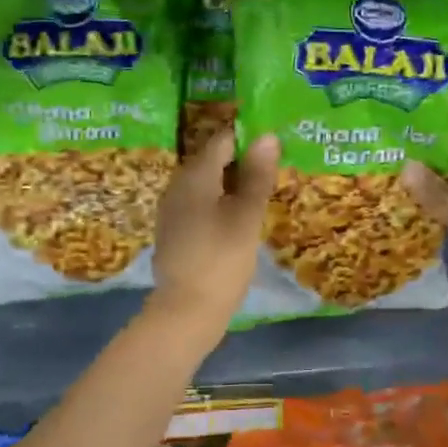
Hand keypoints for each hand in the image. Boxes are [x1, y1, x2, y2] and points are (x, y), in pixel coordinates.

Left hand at [148, 130, 279, 331]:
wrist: (186, 310)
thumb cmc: (222, 259)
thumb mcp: (247, 216)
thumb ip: (257, 175)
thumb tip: (267, 136)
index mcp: (195, 175)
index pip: (223, 140)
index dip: (250, 139)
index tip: (275, 149)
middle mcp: (177, 185)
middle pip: (213, 161)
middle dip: (243, 163)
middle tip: (274, 175)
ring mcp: (172, 209)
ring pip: (206, 185)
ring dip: (232, 186)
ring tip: (261, 198)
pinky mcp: (173, 231)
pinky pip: (199, 205)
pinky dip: (220, 205)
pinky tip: (238, 221)